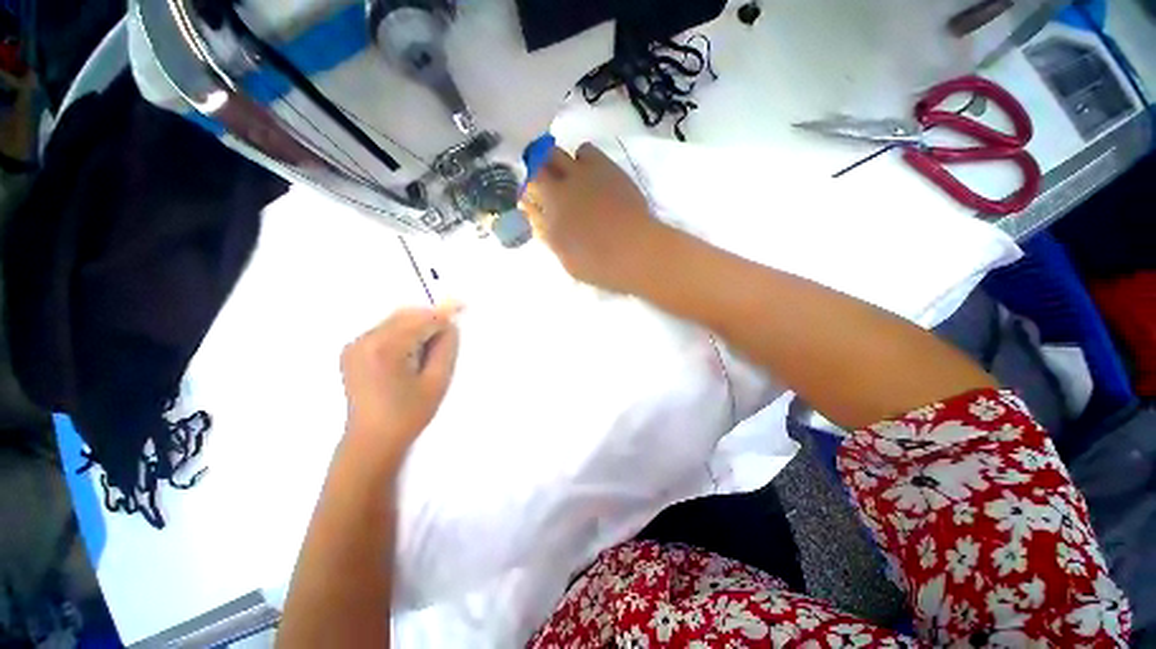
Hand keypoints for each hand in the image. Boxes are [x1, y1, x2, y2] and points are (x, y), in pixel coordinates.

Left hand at [339, 305, 460, 468]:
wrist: (371, 441)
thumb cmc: (409, 414)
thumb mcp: (437, 380)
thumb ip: (446, 347)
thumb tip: (448, 325)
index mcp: (385, 348)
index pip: (422, 321)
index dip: (444, 314)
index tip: (462, 306)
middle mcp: (365, 340)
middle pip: (406, 316)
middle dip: (430, 320)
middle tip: (448, 335)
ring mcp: (355, 345)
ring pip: (396, 321)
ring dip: (417, 328)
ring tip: (428, 352)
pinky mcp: (352, 351)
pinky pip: (385, 331)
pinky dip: (403, 335)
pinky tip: (410, 355)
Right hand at [521, 144, 669, 293]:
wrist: (635, 251)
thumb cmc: (599, 264)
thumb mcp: (566, 259)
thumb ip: (549, 236)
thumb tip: (537, 218)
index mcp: (549, 213)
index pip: (526, 192)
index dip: (526, 193)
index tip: (530, 199)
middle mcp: (560, 188)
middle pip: (537, 166)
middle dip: (537, 173)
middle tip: (547, 185)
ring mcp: (582, 174)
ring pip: (557, 153)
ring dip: (557, 163)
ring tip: (569, 178)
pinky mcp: (605, 167)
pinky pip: (586, 150)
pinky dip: (583, 159)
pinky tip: (591, 173)